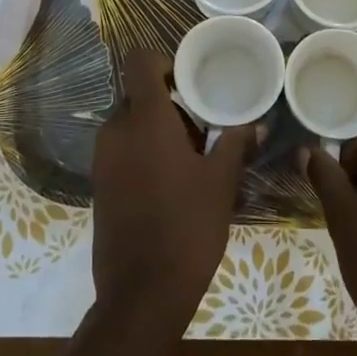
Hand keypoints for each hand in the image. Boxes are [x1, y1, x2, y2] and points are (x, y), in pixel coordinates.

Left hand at [91, 50, 254, 334]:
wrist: (142, 293)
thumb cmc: (188, 226)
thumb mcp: (221, 182)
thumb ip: (236, 144)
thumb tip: (258, 125)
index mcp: (145, 119)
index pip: (139, 62)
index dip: (163, 61)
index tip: (190, 83)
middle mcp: (116, 131)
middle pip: (138, 95)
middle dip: (169, 104)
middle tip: (203, 130)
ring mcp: (102, 159)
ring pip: (130, 124)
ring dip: (157, 130)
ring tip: (192, 160)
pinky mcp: (98, 185)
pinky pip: (121, 150)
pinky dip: (143, 152)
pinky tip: (171, 183)